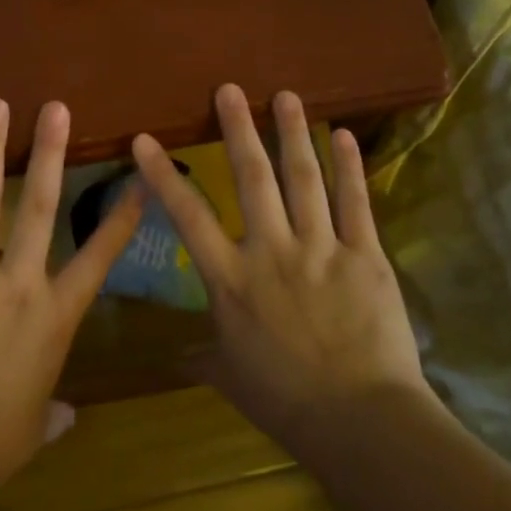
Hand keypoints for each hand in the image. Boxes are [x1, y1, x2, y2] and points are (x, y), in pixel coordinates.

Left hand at [0, 99, 145, 495]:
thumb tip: (67, 419)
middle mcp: (18, 282)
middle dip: (50, 153)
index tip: (138, 181)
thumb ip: (52, 414)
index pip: (98, 259)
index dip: (120, 219)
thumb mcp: (32, 427)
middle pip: (40, 206)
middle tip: (56, 109)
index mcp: (55, 316)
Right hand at [131, 84, 431, 455]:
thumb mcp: (231, 377)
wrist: (359, 421)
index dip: (163, 176)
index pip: (188, 217)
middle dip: (238, 130)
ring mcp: (321, 249)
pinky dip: (349, 166)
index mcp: (231, 280)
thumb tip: (178, 359)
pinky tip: (342, 135)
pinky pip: (355, 202)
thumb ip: (203, 357)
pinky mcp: (365, 256)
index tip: (145, 140)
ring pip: (304, 179)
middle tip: (230, 89)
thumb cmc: (285, 401)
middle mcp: (271, 251)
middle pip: (252, 178)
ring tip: (286, 95)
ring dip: (293, 133)